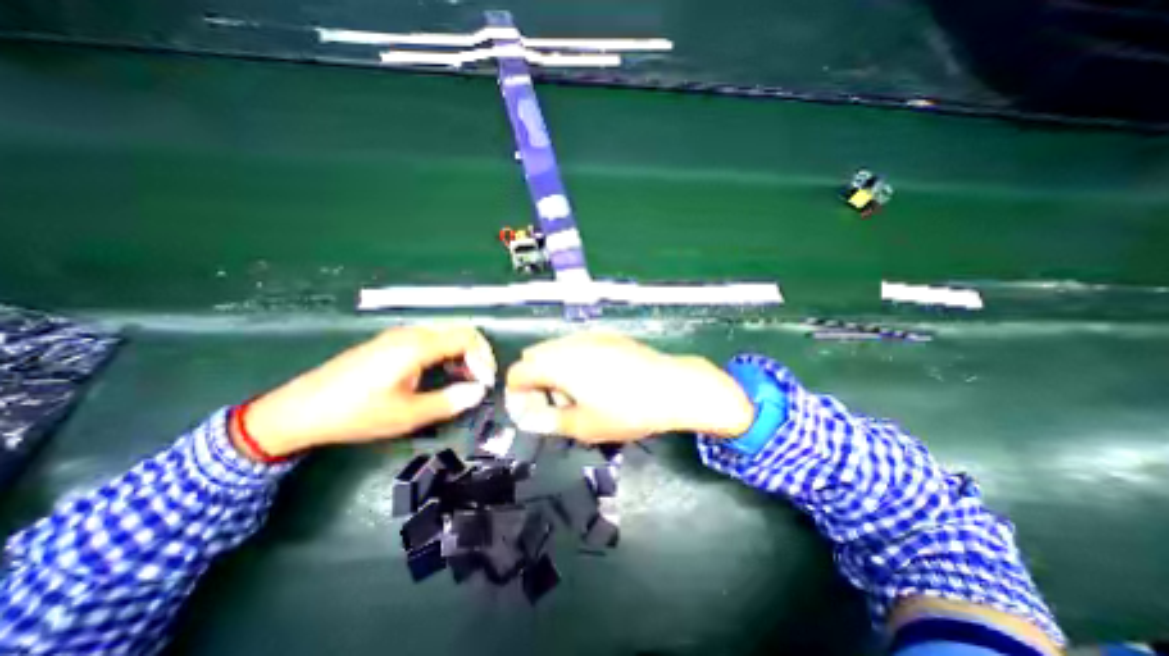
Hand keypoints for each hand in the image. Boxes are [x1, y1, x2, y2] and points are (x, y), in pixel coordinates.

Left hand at [233, 323, 494, 457]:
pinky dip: (445, 352)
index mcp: (417, 346)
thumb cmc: (355, 413)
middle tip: (479, 380)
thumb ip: (449, 402)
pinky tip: (440, 372)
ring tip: (463, 378)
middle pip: (459, 330)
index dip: (484, 358)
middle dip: (477, 353)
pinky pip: (430, 338)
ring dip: (462, 352)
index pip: (467, 337)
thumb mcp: (407, 415)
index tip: (485, 382)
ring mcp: (398, 335)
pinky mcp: (389, 342)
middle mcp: (411, 333)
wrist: (298, 410)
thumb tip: (478, 392)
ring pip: (445, 333)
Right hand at [509, 334, 753, 445]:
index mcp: (556, 363)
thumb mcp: (584, 426)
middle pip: (535, 357)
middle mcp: (568, 343)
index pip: (518, 372)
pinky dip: (574, 361)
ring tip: (578, 394)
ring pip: (556, 350)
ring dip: (554, 370)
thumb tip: (532, 418)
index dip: (518, 393)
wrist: (671, 386)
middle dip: (536, 380)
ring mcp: (589, 336)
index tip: (532, 412)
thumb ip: (550, 422)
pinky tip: (597, 379)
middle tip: (556, 405)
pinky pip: (577, 346)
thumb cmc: (626, 410)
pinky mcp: (607, 335)